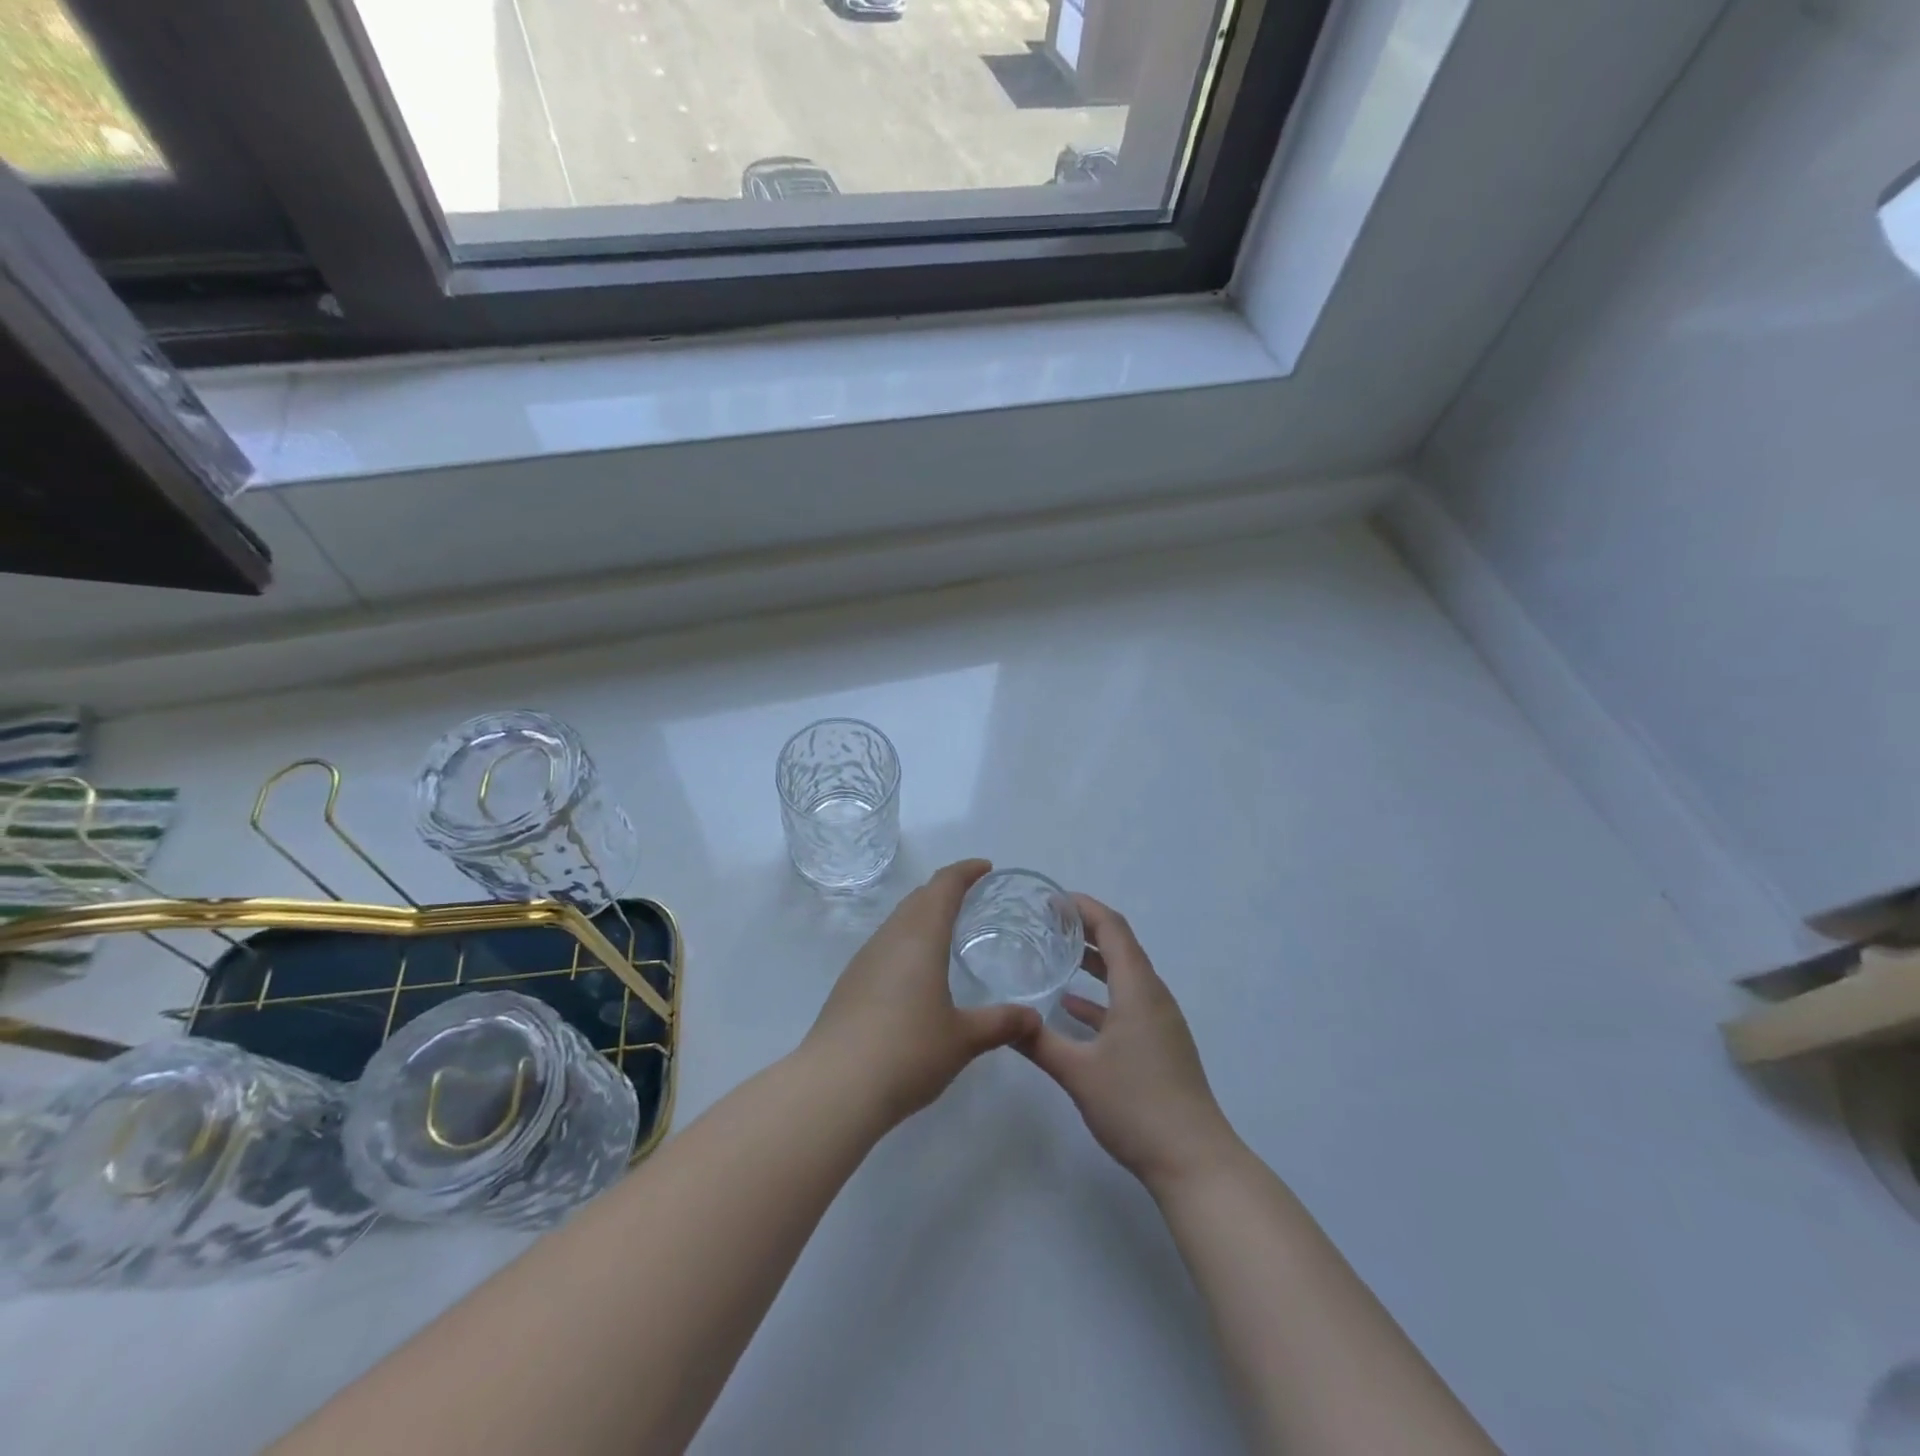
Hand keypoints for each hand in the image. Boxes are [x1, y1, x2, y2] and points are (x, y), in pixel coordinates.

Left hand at [803, 860, 1040, 1124]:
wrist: (834, 1087)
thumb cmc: (907, 1052)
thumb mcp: (963, 1040)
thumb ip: (1000, 1024)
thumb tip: (1033, 1018)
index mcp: (920, 937)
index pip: (944, 886)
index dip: (965, 871)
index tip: (986, 867)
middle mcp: (890, 938)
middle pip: (918, 898)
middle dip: (945, 889)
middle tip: (972, 896)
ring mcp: (865, 960)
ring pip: (898, 921)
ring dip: (923, 915)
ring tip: (947, 931)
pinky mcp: (850, 983)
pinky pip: (885, 945)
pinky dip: (906, 941)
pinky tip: (915, 972)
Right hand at [1019, 895, 1239, 1193]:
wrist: (1193, 1160)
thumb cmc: (1136, 1105)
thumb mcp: (1077, 1071)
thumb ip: (1037, 1041)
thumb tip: (1003, 1018)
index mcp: (1138, 989)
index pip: (1113, 929)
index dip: (1085, 908)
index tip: (1053, 899)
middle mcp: (1153, 996)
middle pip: (1121, 947)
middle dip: (1086, 929)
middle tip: (1047, 922)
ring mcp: (1160, 1022)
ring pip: (1124, 976)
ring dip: (1094, 962)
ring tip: (1056, 955)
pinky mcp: (1160, 1045)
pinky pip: (1128, 1003)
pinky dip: (1101, 997)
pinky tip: (1071, 1009)